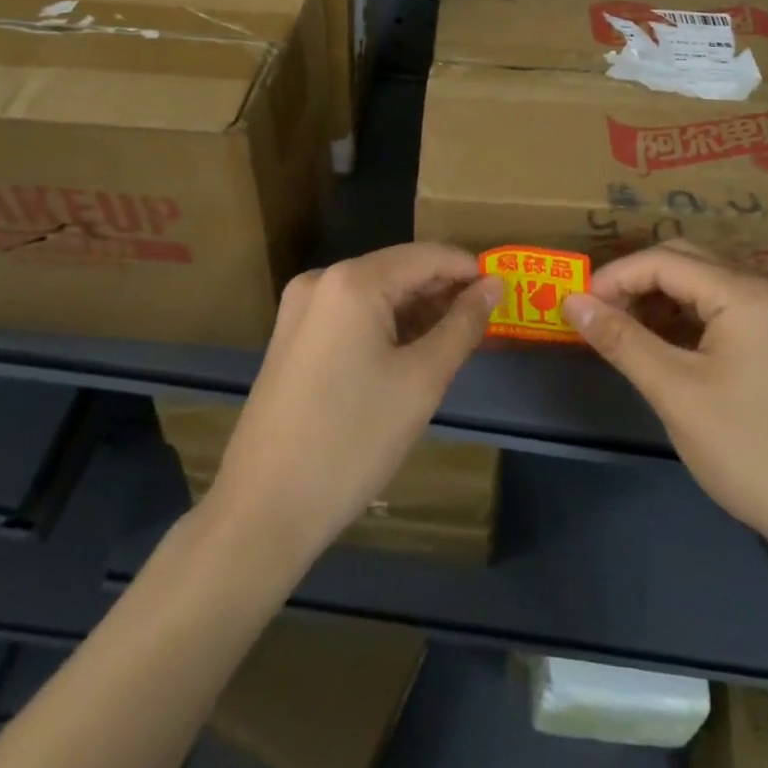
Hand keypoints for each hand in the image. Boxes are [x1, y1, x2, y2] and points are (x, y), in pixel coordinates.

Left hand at [206, 243, 499, 566]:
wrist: (263, 512)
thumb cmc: (352, 440)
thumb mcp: (422, 381)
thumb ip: (463, 324)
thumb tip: (494, 285)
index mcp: (352, 281)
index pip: (427, 256)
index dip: (469, 271)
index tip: (503, 294)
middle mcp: (321, 280)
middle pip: (399, 271)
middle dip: (443, 293)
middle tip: (484, 323)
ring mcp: (300, 310)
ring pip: (375, 294)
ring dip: (417, 311)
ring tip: (455, 341)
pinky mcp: (292, 338)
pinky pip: (351, 316)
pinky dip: (386, 327)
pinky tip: (411, 354)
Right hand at [563, 241, 767, 554]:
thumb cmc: (746, 446)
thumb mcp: (674, 391)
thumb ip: (621, 339)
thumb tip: (571, 301)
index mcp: (740, 293)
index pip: (663, 261)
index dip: (614, 277)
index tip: (576, 305)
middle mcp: (753, 291)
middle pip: (680, 262)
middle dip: (632, 281)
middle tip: (593, 313)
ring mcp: (761, 317)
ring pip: (692, 286)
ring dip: (651, 299)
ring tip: (615, 329)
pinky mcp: (760, 343)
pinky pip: (707, 312)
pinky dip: (673, 320)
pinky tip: (651, 345)